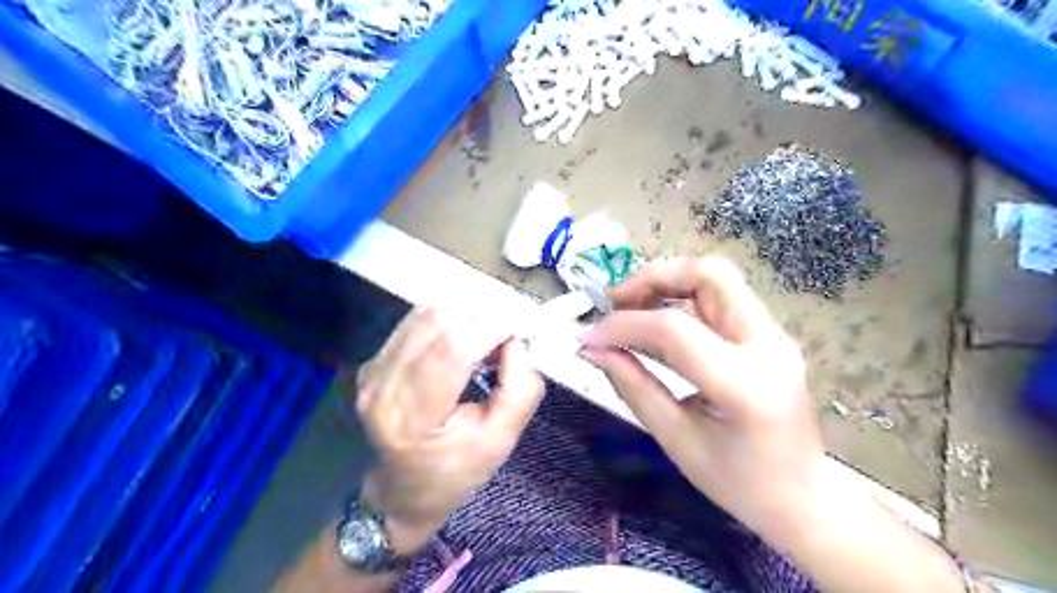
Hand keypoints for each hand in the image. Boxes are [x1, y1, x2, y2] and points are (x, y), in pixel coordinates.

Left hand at [352, 308, 540, 553]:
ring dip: (466, 315)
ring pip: (427, 314)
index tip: (520, 329)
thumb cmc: (456, 471)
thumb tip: (516, 341)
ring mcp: (372, 371)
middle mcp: (383, 387)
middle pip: (438, 324)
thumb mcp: (501, 442)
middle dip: (482, 318)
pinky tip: (465, 338)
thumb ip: (519, 391)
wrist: (404, 490)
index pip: (452, 349)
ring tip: (487, 339)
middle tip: (507, 336)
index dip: (490, 327)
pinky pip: (416, 320)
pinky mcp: (374, 361)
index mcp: (412, 418)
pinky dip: (449, 319)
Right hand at [583, 254, 829, 541]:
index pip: (674, 329)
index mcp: (745, 384)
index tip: (589, 337)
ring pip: (717, 279)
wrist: (804, 497)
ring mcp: (775, 336)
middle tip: (616, 302)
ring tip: (631, 308)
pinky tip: (659, 321)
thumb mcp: (677, 440)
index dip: (623, 325)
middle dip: (654, 278)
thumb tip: (594, 349)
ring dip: (668, 283)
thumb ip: (633, 386)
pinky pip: (722, 298)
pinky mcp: (769, 335)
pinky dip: (683, 298)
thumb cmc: (738, 483)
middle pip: (710, 276)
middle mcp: (768, 346)